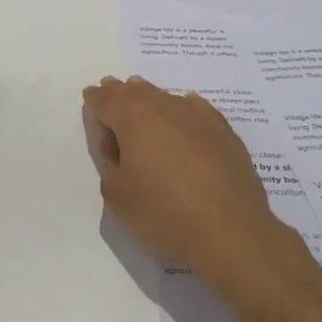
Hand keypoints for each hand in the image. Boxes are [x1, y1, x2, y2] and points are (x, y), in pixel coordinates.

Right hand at [82, 76, 289, 301]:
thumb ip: (109, 162)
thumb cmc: (164, 213)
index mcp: (134, 119)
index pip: (106, 100)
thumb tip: (119, 147)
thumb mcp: (117, 195)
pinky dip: (185, 106)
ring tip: (140, 94)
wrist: (231, 232)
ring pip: (166, 97)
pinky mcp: (224, 133)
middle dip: (120, 92)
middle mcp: (166, 109)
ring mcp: (199, 118)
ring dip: (150, 96)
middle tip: (111, 89)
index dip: (95, 100)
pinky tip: (187, 106)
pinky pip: (198, 109)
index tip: (90, 98)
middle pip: (136, 92)